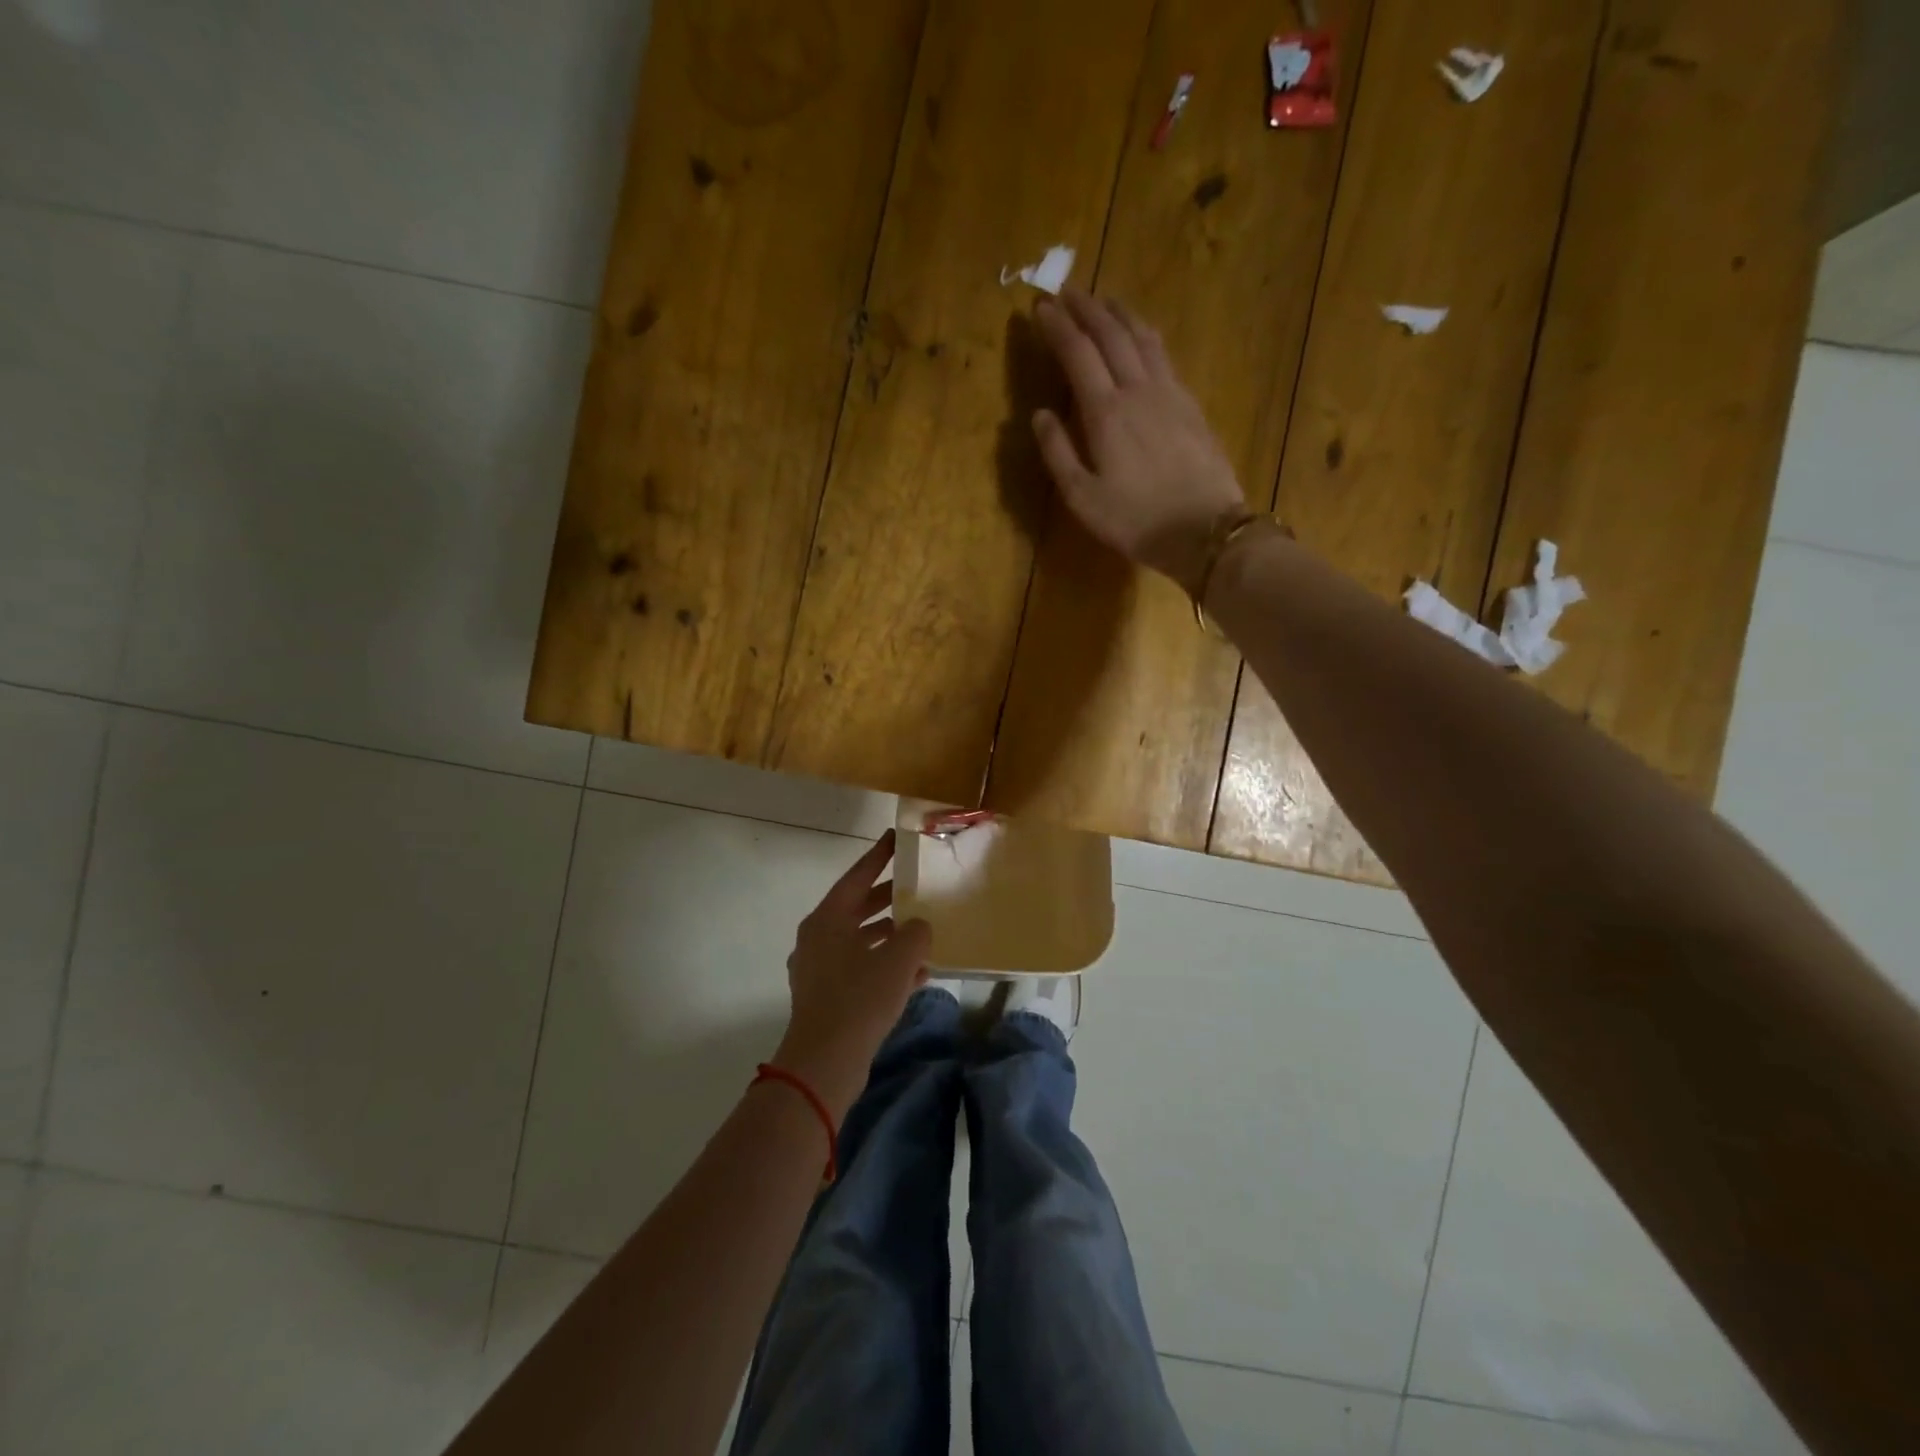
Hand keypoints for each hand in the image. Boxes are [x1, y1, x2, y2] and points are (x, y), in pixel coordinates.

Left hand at [772, 831, 931, 1118]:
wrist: (825, 1063)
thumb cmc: (860, 999)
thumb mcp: (898, 960)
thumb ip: (915, 933)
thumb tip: (918, 927)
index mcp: (827, 919)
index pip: (857, 877)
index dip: (879, 856)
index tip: (896, 838)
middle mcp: (818, 939)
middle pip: (857, 907)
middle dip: (888, 898)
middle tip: (915, 884)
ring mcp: (820, 969)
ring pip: (860, 941)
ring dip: (890, 936)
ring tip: (922, 931)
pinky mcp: (827, 997)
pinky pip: (861, 969)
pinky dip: (885, 965)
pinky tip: (917, 974)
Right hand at [1031, 289, 1248, 596]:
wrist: (1205, 529)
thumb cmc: (1135, 520)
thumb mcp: (1082, 498)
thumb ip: (1057, 453)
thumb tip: (1040, 414)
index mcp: (1106, 412)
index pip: (1078, 353)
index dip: (1058, 327)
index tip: (1040, 307)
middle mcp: (1137, 389)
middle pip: (1111, 334)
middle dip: (1086, 309)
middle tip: (1067, 290)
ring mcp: (1169, 393)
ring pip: (1142, 337)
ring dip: (1119, 313)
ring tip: (1104, 299)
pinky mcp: (1190, 403)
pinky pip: (1163, 354)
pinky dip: (1145, 334)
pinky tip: (1141, 335)